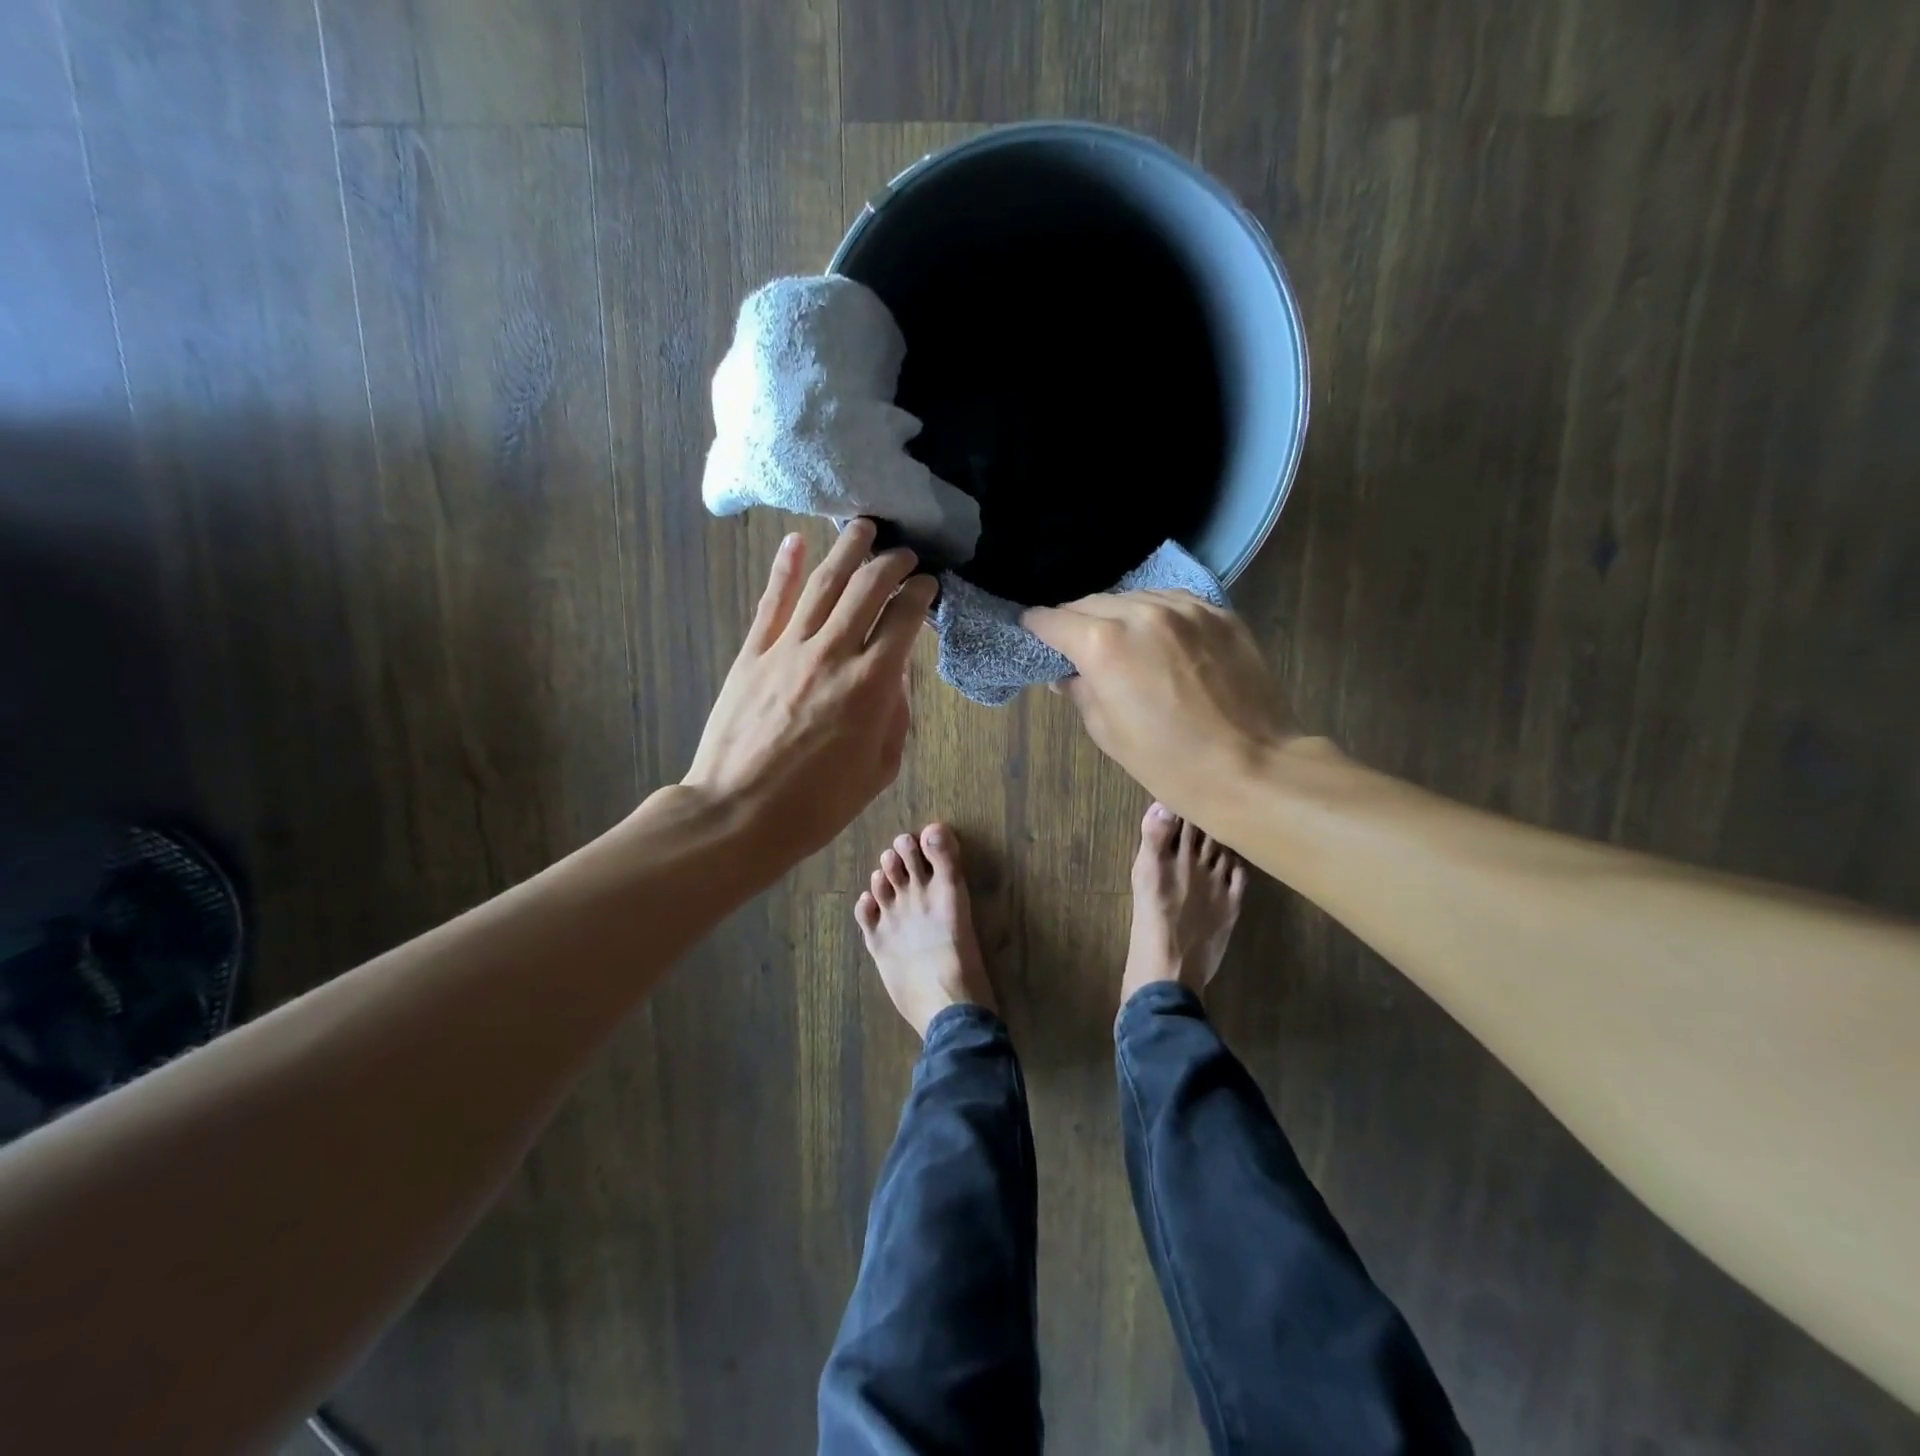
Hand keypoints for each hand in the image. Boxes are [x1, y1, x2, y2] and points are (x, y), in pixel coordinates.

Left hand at [685, 519, 937, 866]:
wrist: (738, 814)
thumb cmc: (818, 804)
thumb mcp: (879, 770)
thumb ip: (895, 716)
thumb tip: (896, 674)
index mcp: (872, 685)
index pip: (903, 619)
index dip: (920, 594)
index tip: (928, 584)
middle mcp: (833, 654)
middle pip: (867, 588)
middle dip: (891, 563)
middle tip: (904, 553)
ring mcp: (787, 649)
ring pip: (822, 583)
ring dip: (846, 550)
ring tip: (863, 527)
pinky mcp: (752, 654)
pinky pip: (772, 601)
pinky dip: (784, 568)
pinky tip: (796, 542)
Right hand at [1023, 590, 1299, 819]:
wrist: (1253, 768)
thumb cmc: (1170, 763)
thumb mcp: (1108, 734)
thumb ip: (1081, 691)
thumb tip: (1068, 675)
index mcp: (1103, 644)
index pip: (1054, 620)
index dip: (1038, 628)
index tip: (1034, 634)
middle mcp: (1141, 612)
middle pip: (1092, 602)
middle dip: (1077, 621)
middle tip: (1076, 645)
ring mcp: (1185, 608)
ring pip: (1133, 596)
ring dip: (1118, 614)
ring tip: (1121, 641)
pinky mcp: (1219, 613)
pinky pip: (1173, 601)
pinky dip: (1156, 614)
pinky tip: (1160, 638)